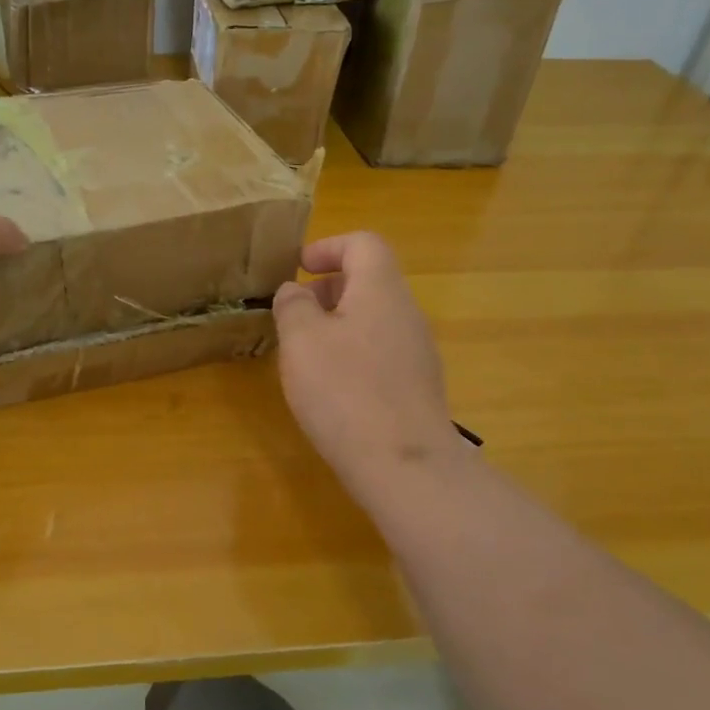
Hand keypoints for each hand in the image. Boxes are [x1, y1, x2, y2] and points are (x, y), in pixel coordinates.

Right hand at [271, 232, 463, 504]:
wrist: (405, 465)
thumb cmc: (345, 391)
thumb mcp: (302, 340)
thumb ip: (293, 305)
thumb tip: (295, 292)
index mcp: (381, 290)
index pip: (363, 243)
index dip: (328, 247)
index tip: (297, 268)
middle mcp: (406, 313)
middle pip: (370, 280)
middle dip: (328, 288)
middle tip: (294, 313)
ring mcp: (417, 352)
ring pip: (374, 318)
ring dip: (337, 322)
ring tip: (305, 352)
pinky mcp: (416, 386)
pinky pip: (381, 350)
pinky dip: (352, 352)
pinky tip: (331, 387)